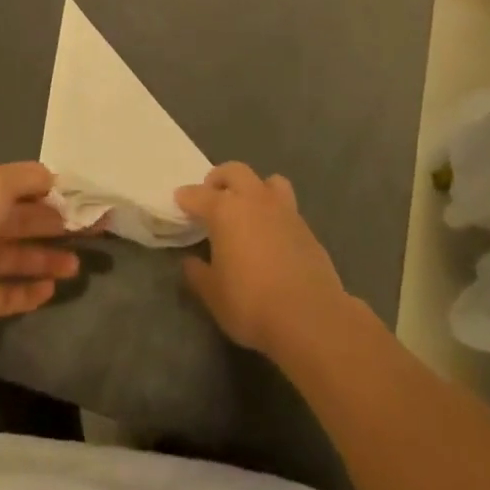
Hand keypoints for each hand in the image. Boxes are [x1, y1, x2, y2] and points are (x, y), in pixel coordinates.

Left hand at [0, 162, 80, 345]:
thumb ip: (26, 179)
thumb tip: (53, 179)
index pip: (21, 187)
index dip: (51, 193)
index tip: (82, 200)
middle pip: (24, 222)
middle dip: (57, 225)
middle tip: (92, 232)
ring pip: (19, 258)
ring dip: (47, 260)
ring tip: (76, 266)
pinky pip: (6, 294)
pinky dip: (27, 293)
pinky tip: (51, 291)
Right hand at [175, 162, 348, 357]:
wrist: (310, 317)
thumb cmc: (251, 303)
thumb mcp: (213, 294)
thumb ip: (198, 273)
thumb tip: (191, 262)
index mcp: (226, 210)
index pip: (198, 195)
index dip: (186, 197)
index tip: (179, 199)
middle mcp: (254, 200)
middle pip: (235, 172)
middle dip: (219, 178)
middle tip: (212, 194)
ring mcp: (284, 211)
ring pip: (268, 181)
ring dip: (254, 187)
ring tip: (248, 207)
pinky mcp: (306, 228)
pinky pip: (286, 207)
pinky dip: (274, 213)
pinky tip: (271, 235)